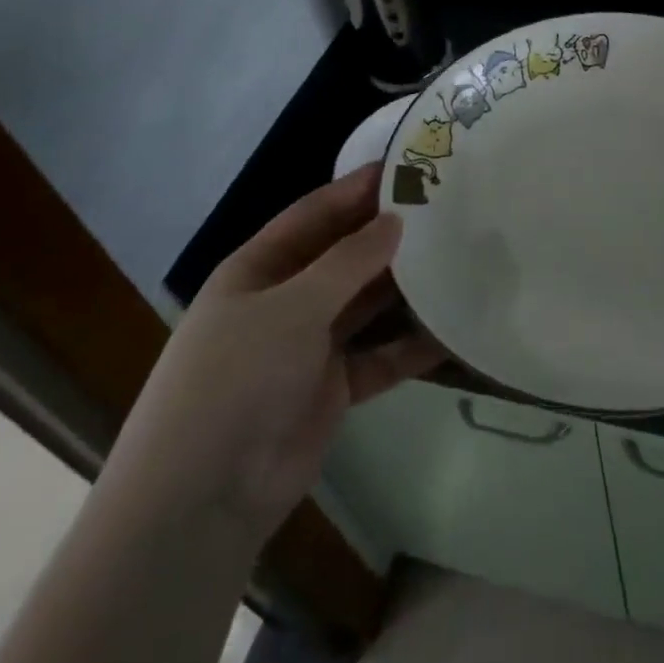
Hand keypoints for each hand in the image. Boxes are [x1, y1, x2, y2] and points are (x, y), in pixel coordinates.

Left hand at [97, 164, 444, 541]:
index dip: (357, 189)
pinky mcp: (333, 387)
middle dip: (388, 235)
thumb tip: (395, 220)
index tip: (407, 166)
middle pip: (344, 256)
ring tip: (459, 259)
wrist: (204, 497)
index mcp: (259, 269)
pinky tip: (454, 330)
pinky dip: (411, 346)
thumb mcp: (292, 307)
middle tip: (447, 210)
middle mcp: (285, 300)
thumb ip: (348, 262)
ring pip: (366, 304)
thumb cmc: (237, 378)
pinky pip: (380, 356)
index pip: (314, 214)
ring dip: (405, 287)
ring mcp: (309, 345)